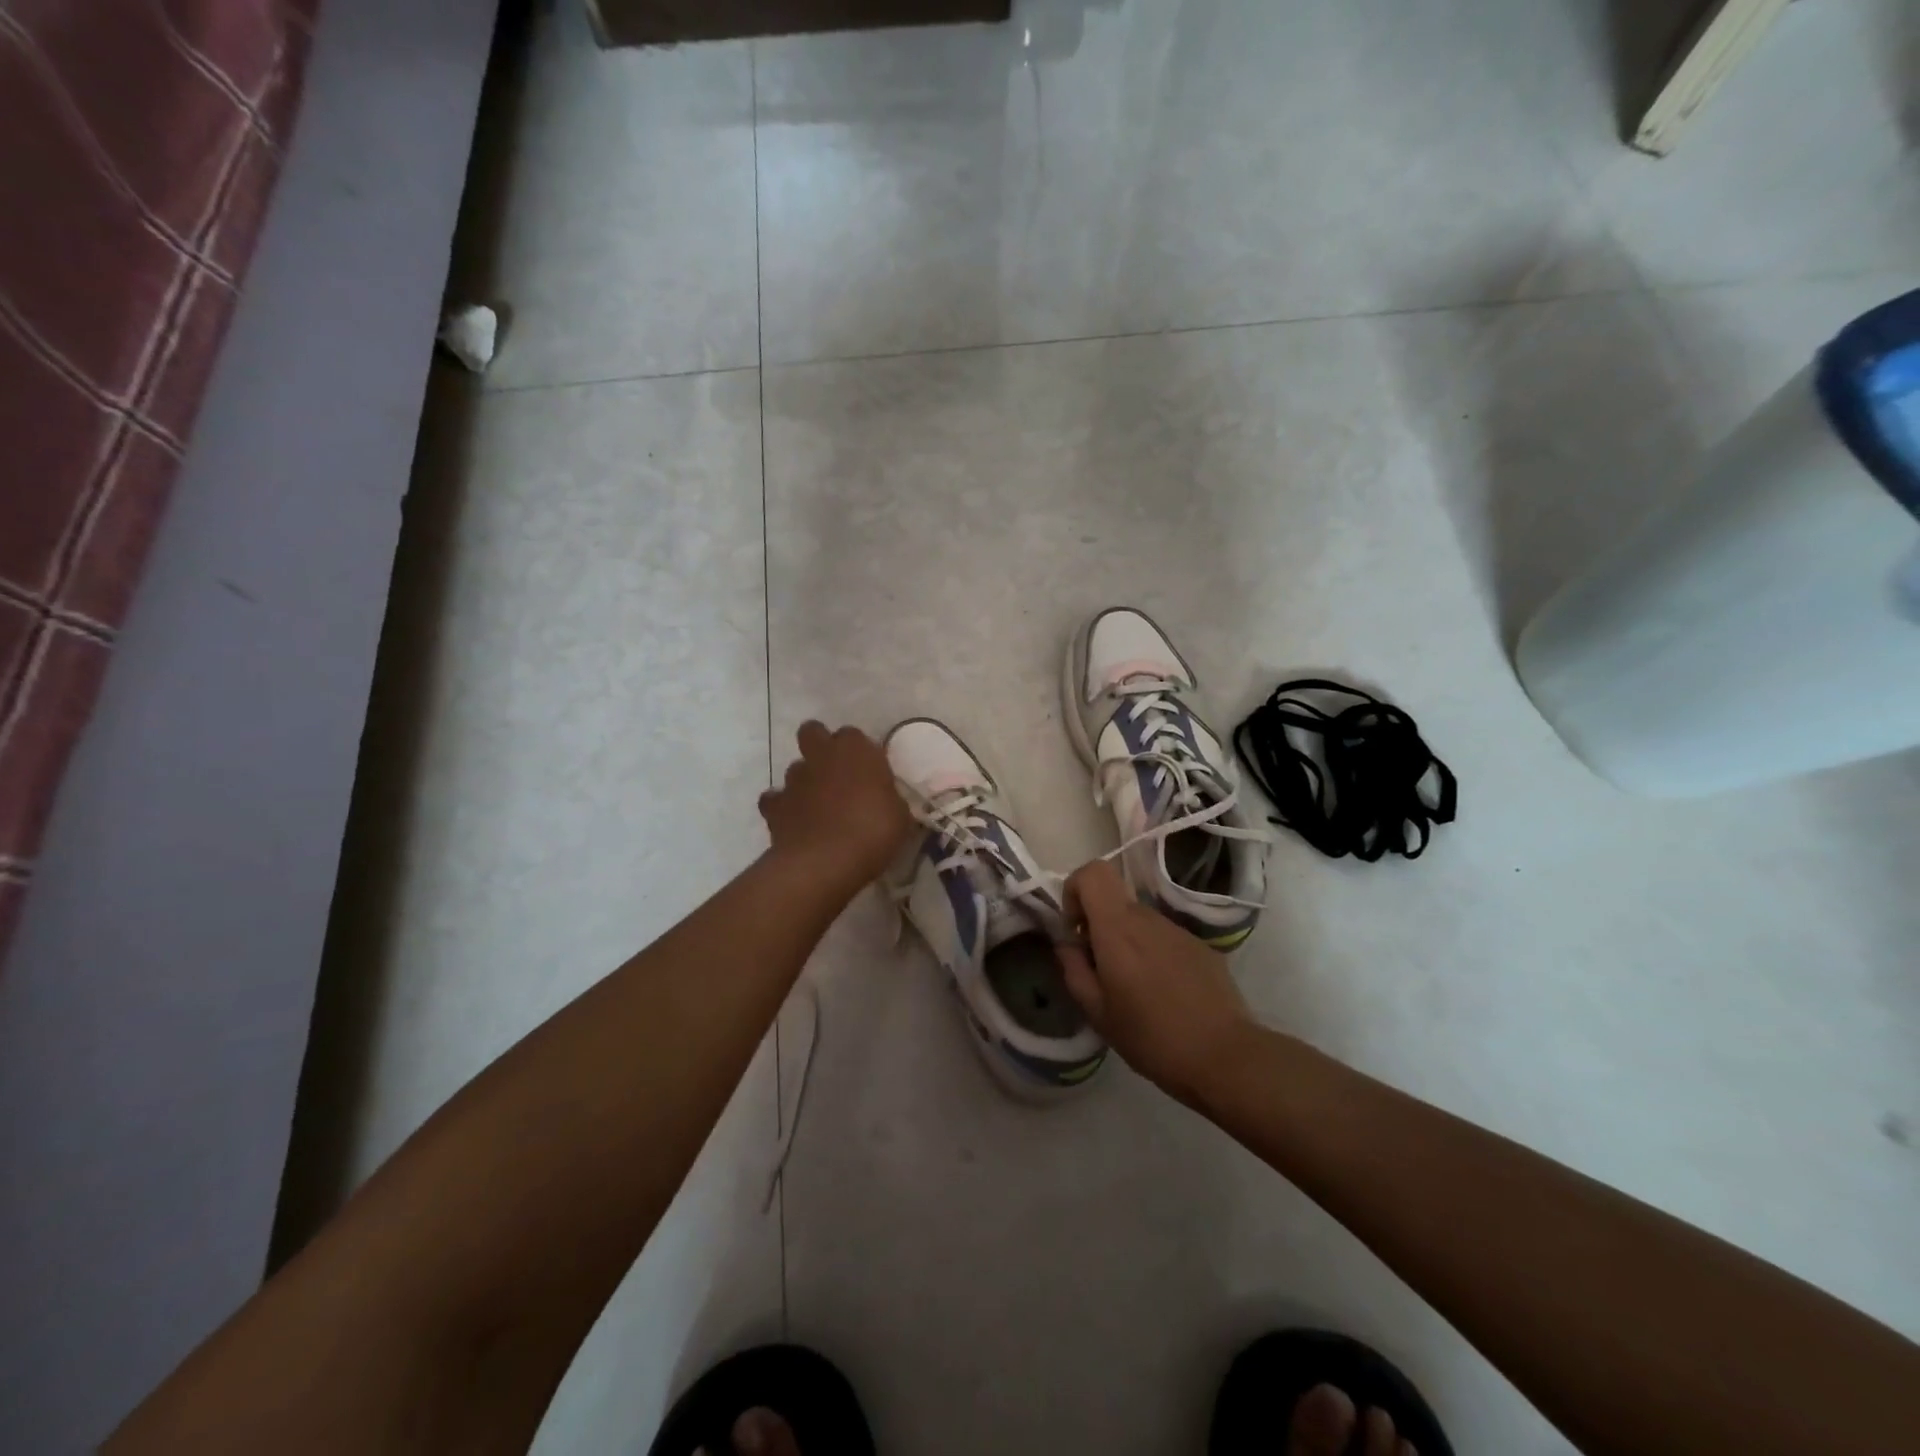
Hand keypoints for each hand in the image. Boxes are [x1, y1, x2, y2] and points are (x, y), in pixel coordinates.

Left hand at [759, 722, 913, 889]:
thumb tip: (883, 800)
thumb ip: (887, 798)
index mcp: (855, 749)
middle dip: (820, 746)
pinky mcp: (773, 806)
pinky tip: (795, 824)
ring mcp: (794, 780)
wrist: (825, 862)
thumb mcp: (899, 815)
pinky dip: (783, 808)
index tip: (868, 771)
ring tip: (818, 807)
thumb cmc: (873, 832)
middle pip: (812, 733)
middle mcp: (821, 756)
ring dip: (805, 782)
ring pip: (795, 768)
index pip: (853, 735)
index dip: (858, 752)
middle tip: (835, 773)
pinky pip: (775, 800)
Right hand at [1055, 860, 1258, 1105]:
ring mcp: (1179, 930)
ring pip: (1140, 922)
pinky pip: (1165, 939)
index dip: (1075, 890)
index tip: (1076, 930)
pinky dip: (1154, 955)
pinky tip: (1165, 995)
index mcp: (1118, 929)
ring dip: (1128, 944)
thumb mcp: (1098, 1013)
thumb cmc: (1152, 1037)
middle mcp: (1148, 918)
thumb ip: (1074, 970)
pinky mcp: (1201, 946)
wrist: (1225, 1056)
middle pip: (1115, 901)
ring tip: (1136, 990)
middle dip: (1100, 927)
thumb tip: (1067, 944)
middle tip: (1103, 973)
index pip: (1093, 872)